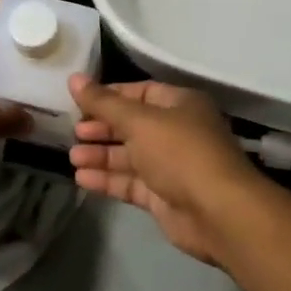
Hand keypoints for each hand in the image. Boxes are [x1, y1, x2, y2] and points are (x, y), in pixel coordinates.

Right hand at [67, 76, 256, 263]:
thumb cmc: (180, 153)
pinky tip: (82, 178)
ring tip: (73, 157)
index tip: (80, 101)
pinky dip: (107, 179)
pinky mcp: (163, 196)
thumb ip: (104, 102)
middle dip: (103, 128)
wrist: (217, 212)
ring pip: (129, 156)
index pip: (140, 93)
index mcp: (180, 105)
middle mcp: (177, 132)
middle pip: (133, 125)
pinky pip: (130, 183)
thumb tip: (73, 78)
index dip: (110, 96)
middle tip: (74, 132)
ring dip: (101, 155)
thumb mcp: (139, 120)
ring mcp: (171, 166)